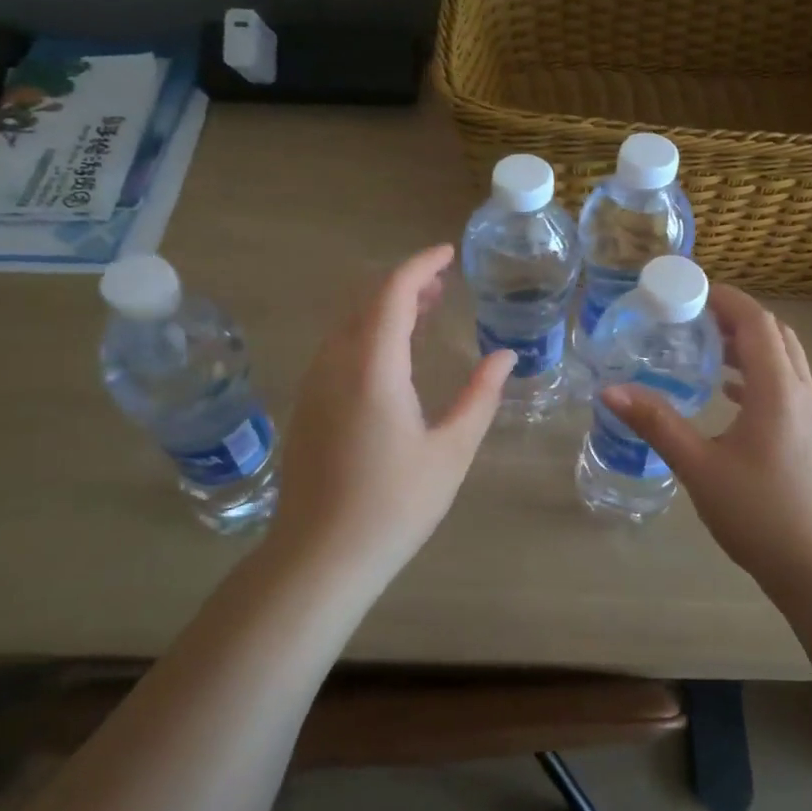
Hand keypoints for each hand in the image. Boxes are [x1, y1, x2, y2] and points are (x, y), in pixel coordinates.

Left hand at [274, 244, 514, 580]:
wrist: (319, 557)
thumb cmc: (394, 505)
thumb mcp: (451, 451)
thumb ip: (480, 396)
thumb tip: (505, 355)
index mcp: (373, 368)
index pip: (393, 293)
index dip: (421, 265)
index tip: (448, 253)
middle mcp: (336, 364)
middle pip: (368, 302)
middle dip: (406, 285)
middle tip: (444, 285)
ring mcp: (314, 384)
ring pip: (350, 325)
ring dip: (385, 309)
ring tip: (424, 312)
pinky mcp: (306, 405)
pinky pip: (338, 349)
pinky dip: (368, 334)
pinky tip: (392, 356)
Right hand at [600, 285, 811, 590]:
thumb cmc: (758, 514)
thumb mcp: (699, 467)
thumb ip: (656, 423)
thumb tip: (609, 391)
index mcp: (777, 391)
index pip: (756, 323)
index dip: (726, 299)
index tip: (689, 290)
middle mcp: (802, 393)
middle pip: (775, 334)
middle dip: (736, 317)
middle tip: (692, 317)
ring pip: (785, 359)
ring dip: (750, 344)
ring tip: (706, 348)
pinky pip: (788, 384)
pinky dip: (758, 373)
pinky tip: (728, 394)